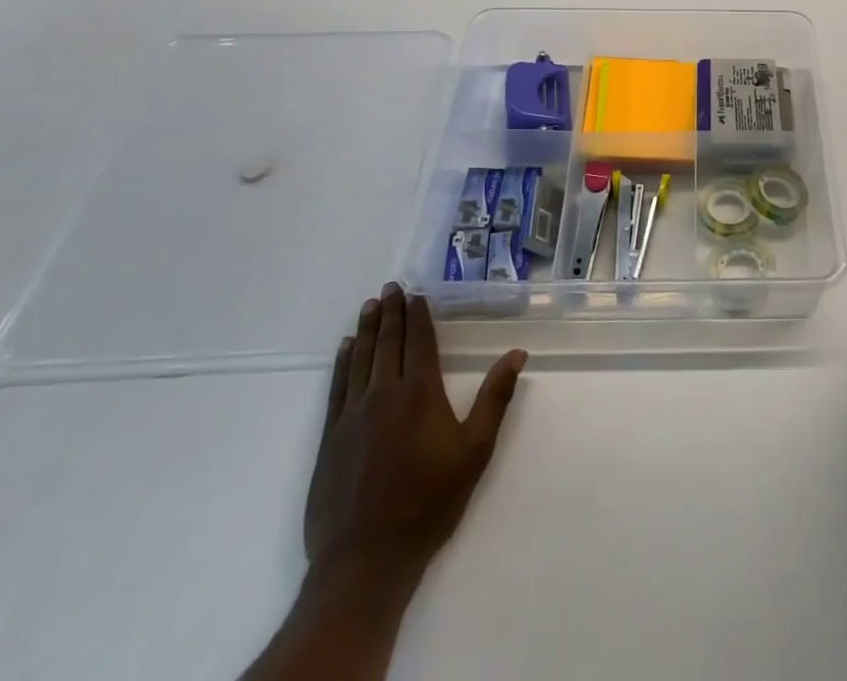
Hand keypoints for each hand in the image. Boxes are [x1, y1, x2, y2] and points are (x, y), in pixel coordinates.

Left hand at [304, 283, 526, 594]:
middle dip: (391, 312)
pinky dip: (342, 362)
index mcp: (420, 393)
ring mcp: (352, 415)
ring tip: (370, 306)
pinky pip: (336, 387)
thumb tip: (517, 353)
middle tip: (390, 287)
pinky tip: (346, 348)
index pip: (418, 341)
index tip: (416, 293)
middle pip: (387, 343)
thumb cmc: (429, 502)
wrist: (366, 559)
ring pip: (360, 359)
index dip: (418, 315)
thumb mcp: (475, 451)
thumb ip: (495, 398)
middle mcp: (383, 394)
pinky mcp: (330, 438)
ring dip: (367, 329)